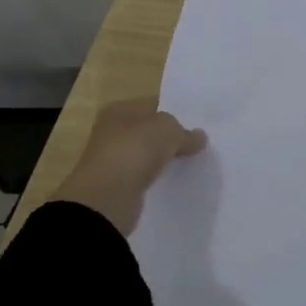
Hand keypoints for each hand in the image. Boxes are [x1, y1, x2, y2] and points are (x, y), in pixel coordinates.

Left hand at [50, 98, 207, 235]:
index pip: (154, 105)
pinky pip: (143, 177)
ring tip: (191, 163)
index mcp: (120, 110)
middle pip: (149, 131)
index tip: (198, 125)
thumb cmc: (134, 150)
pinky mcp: (116, 186)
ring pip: (147, 154)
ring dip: (164, 159)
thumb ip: (185, 132)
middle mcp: (112, 131)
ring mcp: (113, 159)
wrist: (106, 199)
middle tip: (198, 145)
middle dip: (170, 138)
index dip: (176, 113)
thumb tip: (199, 137)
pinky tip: (174, 181)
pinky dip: (156, 178)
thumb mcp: (168, 130)